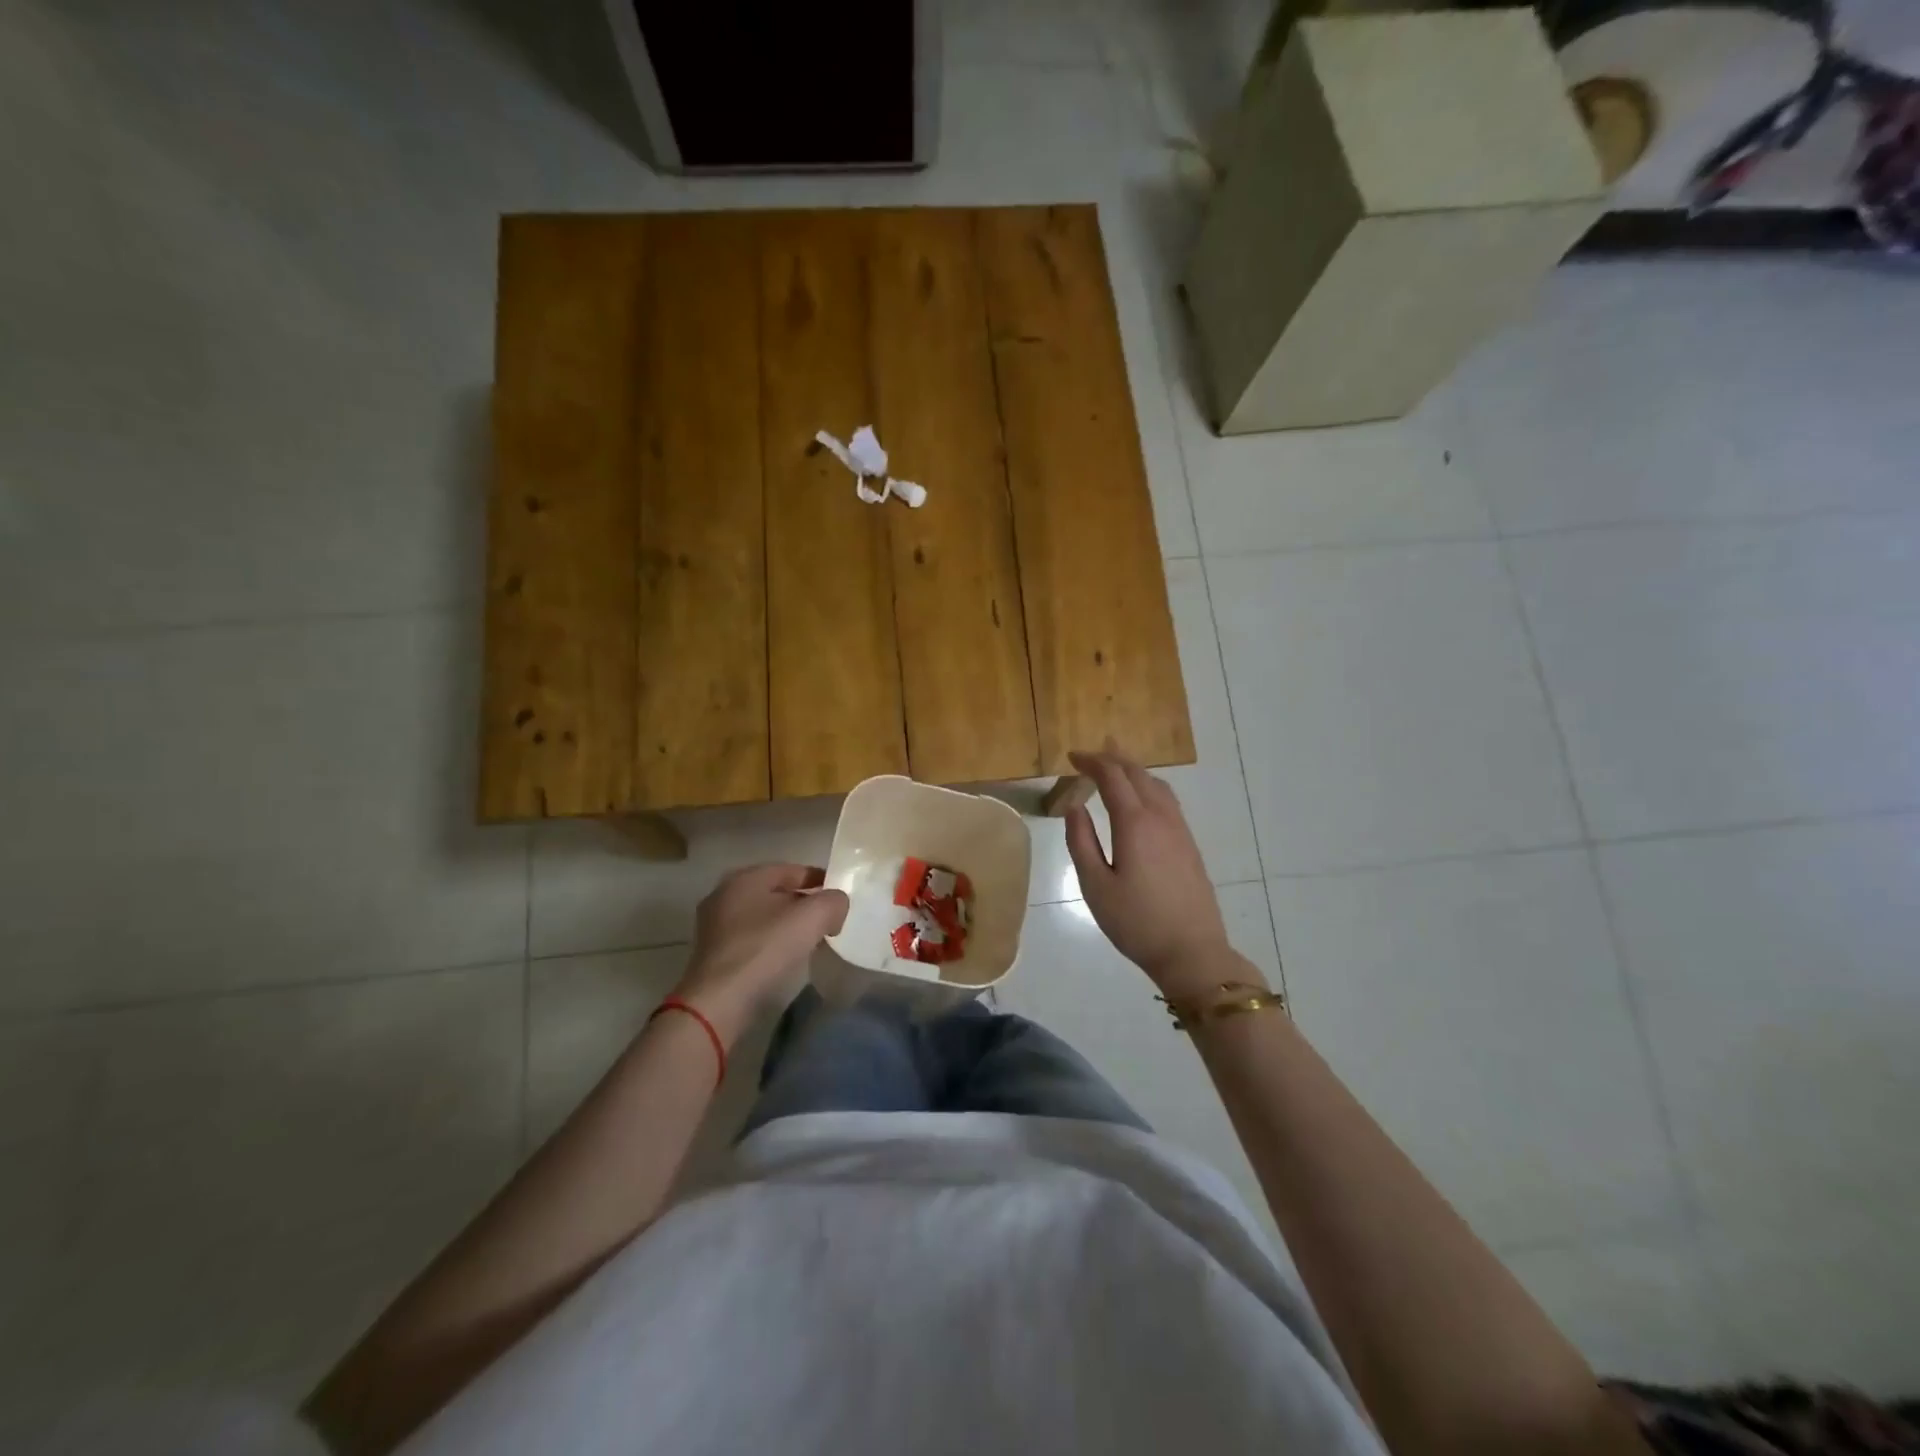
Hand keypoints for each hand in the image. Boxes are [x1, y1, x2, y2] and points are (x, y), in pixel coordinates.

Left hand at [671, 864, 848, 1044]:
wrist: (719, 1002)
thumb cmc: (765, 949)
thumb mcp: (812, 917)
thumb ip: (833, 901)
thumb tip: (837, 904)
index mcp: (746, 877)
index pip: (793, 869)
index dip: (821, 880)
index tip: (840, 899)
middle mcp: (725, 894)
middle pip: (777, 892)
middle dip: (804, 904)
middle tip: (828, 921)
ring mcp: (715, 925)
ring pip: (764, 917)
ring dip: (788, 925)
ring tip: (811, 941)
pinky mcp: (713, 954)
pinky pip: (752, 939)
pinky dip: (771, 943)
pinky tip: (786, 959)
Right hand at [1063, 747, 1239, 996]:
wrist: (1192, 952)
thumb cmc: (1136, 922)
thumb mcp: (1095, 886)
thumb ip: (1081, 842)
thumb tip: (1075, 807)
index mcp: (1135, 824)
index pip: (1112, 777)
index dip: (1091, 762)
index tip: (1072, 757)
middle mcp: (1160, 818)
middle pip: (1138, 774)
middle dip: (1114, 758)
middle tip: (1092, 753)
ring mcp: (1180, 830)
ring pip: (1157, 785)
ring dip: (1134, 770)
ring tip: (1117, 765)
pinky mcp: (1189, 845)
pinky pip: (1168, 800)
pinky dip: (1149, 786)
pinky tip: (1142, 798)